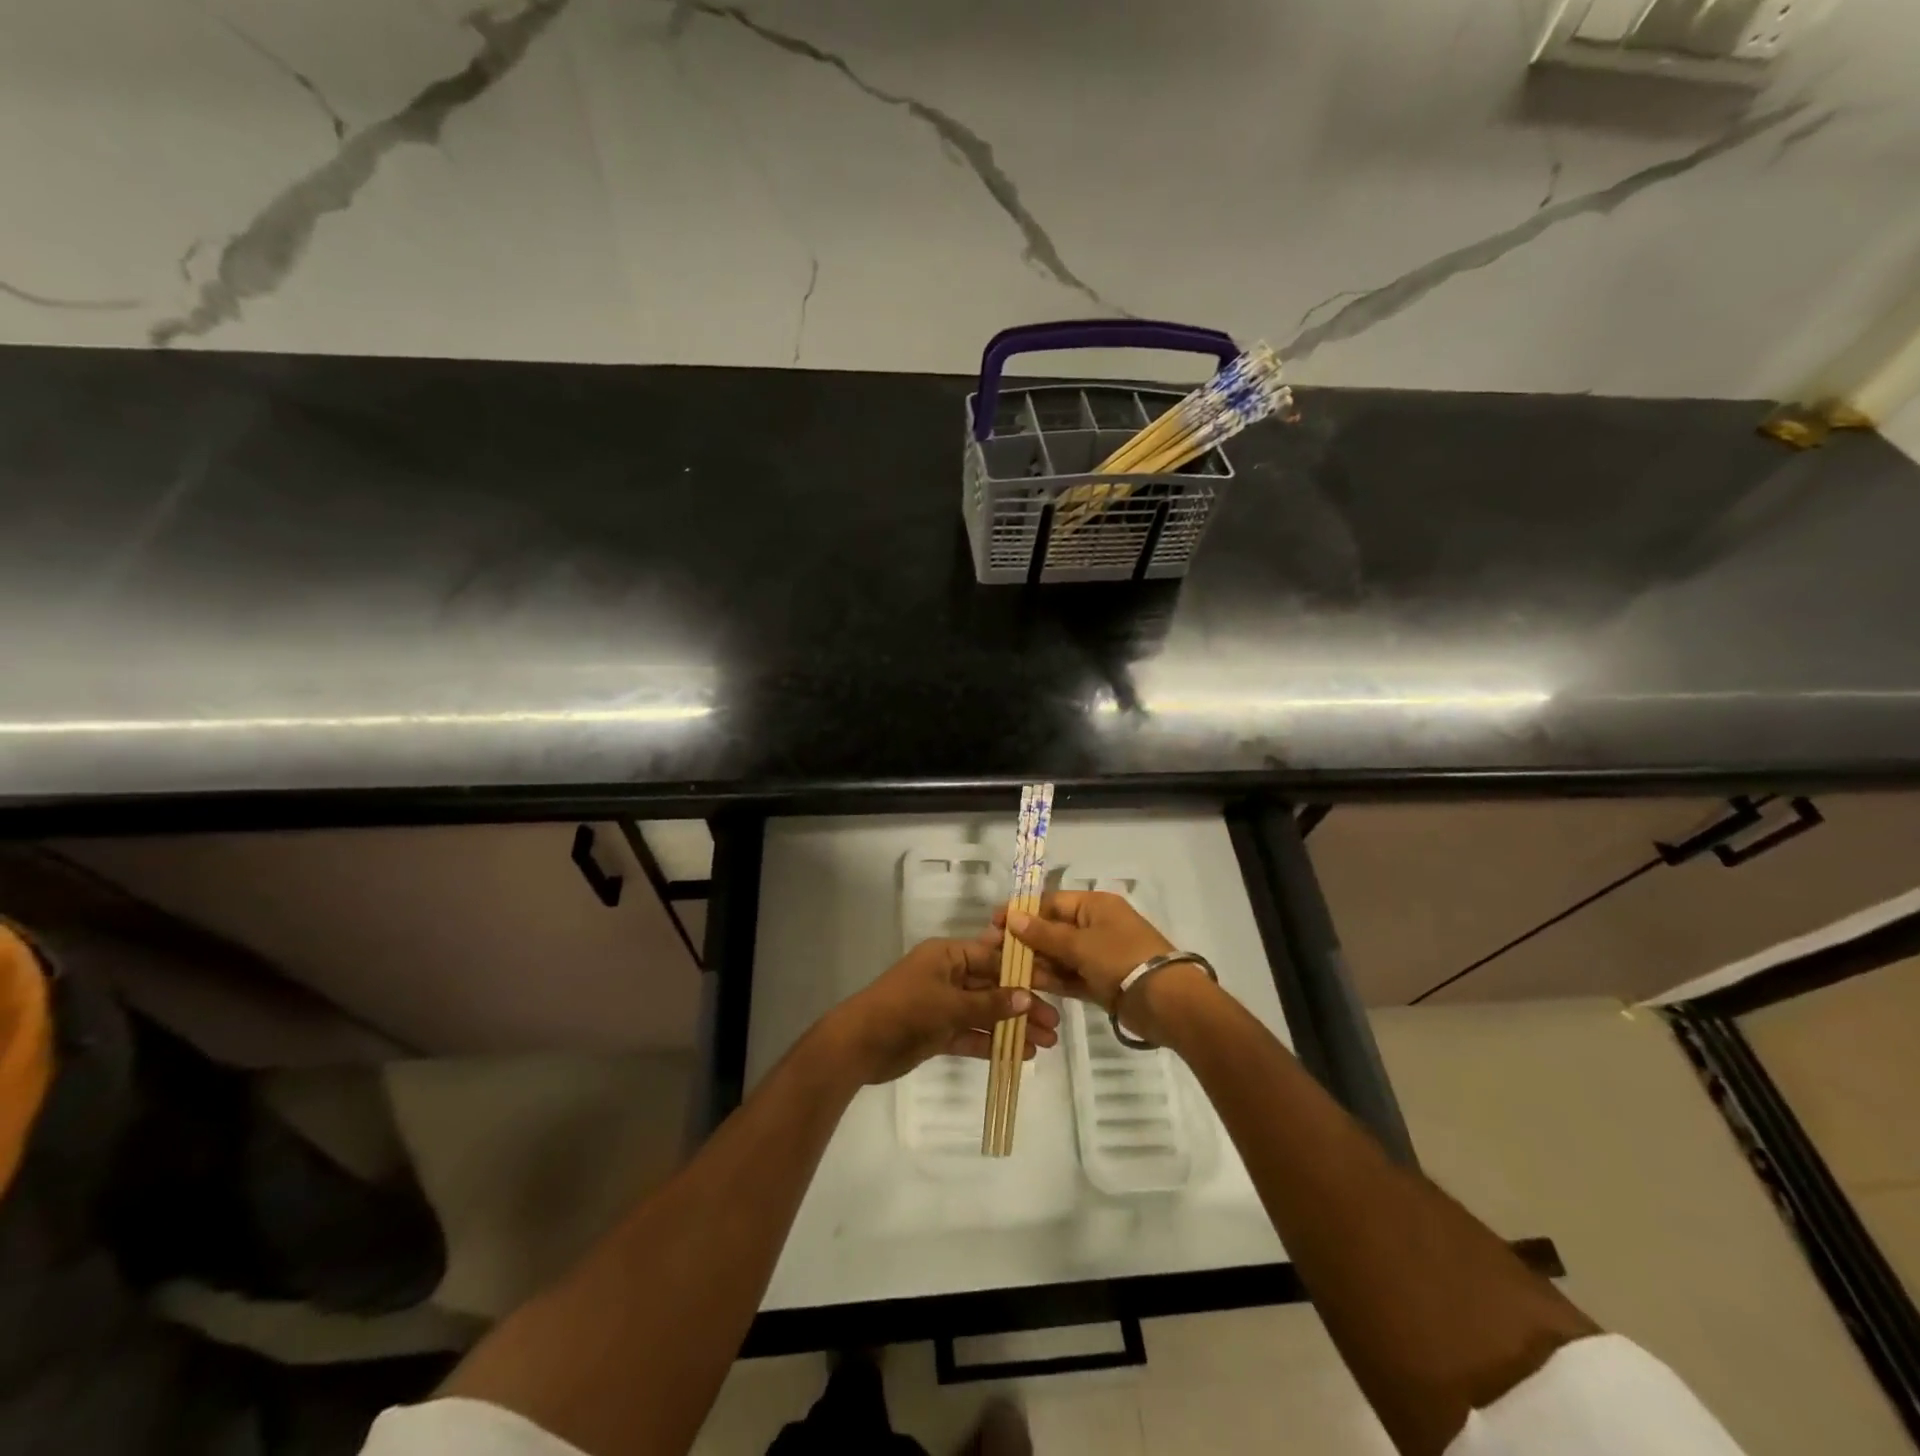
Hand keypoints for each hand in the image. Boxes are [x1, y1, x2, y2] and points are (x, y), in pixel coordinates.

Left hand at [828, 937, 1059, 1085]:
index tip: (1052, 985)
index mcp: (948, 955)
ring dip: (1013, 1026)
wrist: (860, 1044)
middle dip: (1022, 1004)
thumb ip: (990, 1004)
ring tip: (1046, 1043)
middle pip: (993, 986)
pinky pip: (972, 1033)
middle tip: (1054, 1024)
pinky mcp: (938, 1031)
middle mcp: (948, 975)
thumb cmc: (906, 1010)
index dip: (1022, 972)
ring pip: (985, 1013)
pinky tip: (1021, 1053)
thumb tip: (1026, 998)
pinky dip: (993, 1042)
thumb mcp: (951, 1004)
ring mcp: (943, 1004)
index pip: (992, 957)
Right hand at [992, 892, 1205, 1045]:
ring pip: (1059, 954)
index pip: (1051, 902)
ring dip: (1035, 961)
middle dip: (1025, 940)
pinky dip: (1051, 978)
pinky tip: (1027, 983)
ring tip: (1005, 970)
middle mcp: (1096, 926)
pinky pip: (1069, 975)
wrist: (1166, 1002)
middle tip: (993, 952)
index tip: (995, 924)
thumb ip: (1044, 934)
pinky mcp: (1100, 981)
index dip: (1023, 912)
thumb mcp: (1080, 944)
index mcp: (1095, 906)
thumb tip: (1012, 917)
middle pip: (1053, 929)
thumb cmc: (1121, 959)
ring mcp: (1098, 955)